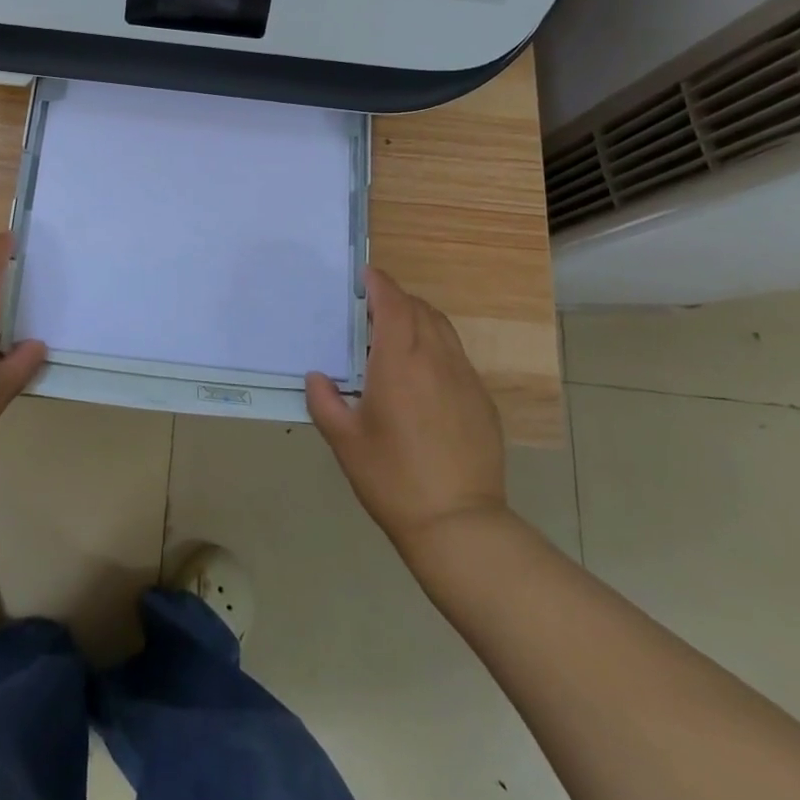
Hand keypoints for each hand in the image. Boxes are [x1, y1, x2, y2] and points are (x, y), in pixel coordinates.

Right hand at [305, 266, 506, 551]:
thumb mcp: (344, 440)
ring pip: (442, 329)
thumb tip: (318, 377)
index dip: (380, 283)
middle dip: (396, 299)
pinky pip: (456, 356)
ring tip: (395, 334)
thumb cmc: (392, 478)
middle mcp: (436, 359)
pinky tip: (421, 375)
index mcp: (399, 362)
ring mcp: (465, 378)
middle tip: (371, 308)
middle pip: (420, 309)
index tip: (364, 276)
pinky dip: (435, 346)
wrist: (458, 524)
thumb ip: (324, 400)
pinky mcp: (481, 400)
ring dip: (418, 319)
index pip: (393, 303)